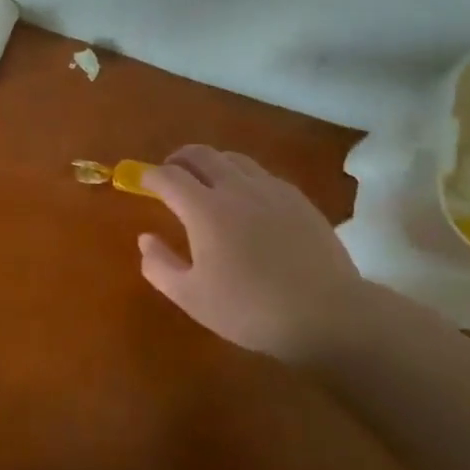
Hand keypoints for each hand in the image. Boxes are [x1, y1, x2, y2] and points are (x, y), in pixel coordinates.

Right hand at [137, 145, 361, 361]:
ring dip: (212, 163)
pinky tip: (246, 199)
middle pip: (201, 155)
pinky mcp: (298, 199)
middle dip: (179, 159)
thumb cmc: (250, 309)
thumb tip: (145, 239)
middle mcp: (235, 188)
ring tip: (206, 181)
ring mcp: (270, 190)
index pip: (168, 177)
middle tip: (170, 172)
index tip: (141, 181)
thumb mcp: (192, 297)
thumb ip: (160, 266)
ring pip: (233, 159)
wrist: (327, 315)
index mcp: (204, 209)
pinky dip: (242, 176)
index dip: (150, 175)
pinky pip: (261, 174)